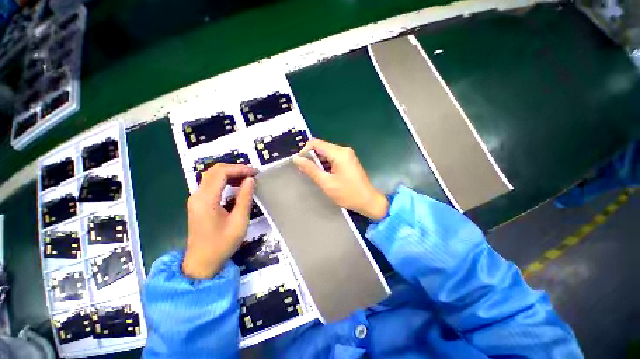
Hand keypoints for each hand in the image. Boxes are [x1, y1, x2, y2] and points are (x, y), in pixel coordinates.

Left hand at [183, 164, 256, 278]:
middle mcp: (197, 195)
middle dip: (235, 169)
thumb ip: (244, 198)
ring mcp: (196, 199)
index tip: (255, 173)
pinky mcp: (198, 203)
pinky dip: (225, 180)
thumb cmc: (221, 244)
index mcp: (206, 199)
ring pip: (212, 176)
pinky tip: (236, 186)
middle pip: (214, 171)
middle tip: (252, 174)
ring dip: (230, 173)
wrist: (201, 263)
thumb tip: (250, 180)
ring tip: (247, 178)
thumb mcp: (239, 221)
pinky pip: (211, 184)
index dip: (239, 169)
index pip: (221, 173)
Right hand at [293, 139, 388, 219]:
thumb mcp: (326, 183)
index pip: (316, 143)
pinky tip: (323, 174)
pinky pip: (332, 157)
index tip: (300, 163)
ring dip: (318, 161)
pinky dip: (325, 164)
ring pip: (326, 152)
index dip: (304, 151)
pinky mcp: (348, 160)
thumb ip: (311, 169)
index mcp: (339, 153)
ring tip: (313, 174)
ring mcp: (347, 155)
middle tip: (304, 171)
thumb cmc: (348, 194)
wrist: (368, 201)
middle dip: (311, 157)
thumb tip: (296, 159)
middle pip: (321, 147)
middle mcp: (343, 150)